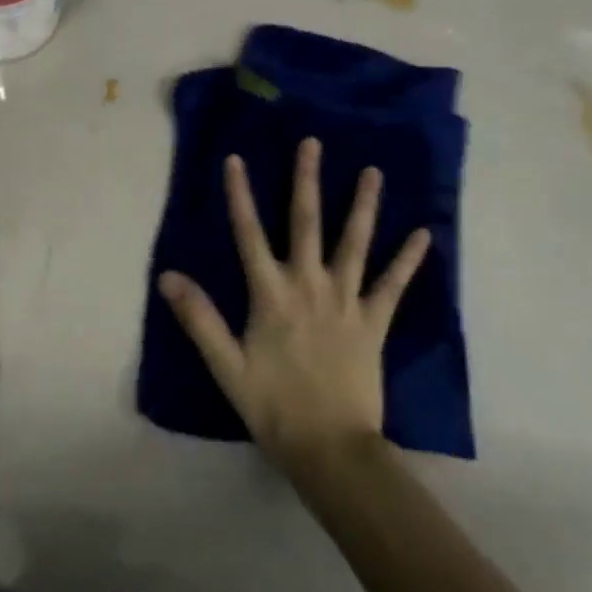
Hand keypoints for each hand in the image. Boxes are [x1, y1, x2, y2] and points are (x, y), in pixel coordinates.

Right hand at [159, 139, 427, 481]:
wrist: (331, 449)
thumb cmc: (273, 406)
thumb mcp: (226, 366)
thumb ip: (199, 318)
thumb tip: (167, 276)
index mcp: (271, 294)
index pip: (249, 234)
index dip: (240, 195)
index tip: (235, 158)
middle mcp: (309, 285)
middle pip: (306, 222)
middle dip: (307, 180)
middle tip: (313, 143)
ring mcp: (346, 300)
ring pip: (355, 242)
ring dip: (363, 205)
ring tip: (373, 171)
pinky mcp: (375, 321)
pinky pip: (394, 284)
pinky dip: (408, 258)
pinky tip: (423, 234)